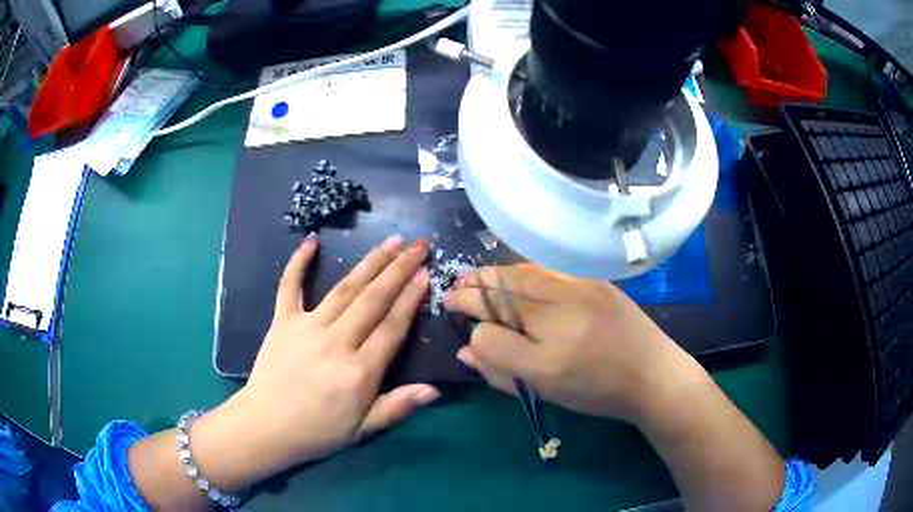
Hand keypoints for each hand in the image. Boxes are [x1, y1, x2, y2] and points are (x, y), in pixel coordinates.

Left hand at [193, 234, 438, 486]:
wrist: (265, 427)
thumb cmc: (317, 432)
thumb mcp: (362, 430)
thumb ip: (396, 407)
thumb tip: (434, 390)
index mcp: (358, 372)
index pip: (391, 327)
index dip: (410, 299)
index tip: (425, 273)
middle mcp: (335, 343)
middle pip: (372, 300)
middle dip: (398, 270)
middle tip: (418, 245)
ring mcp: (306, 328)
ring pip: (343, 289)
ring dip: (369, 263)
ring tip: (391, 242)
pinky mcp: (282, 322)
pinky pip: (289, 287)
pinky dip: (298, 264)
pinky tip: (311, 242)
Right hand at [444, 264, 706, 423]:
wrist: (653, 374)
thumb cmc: (597, 392)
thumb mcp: (545, 392)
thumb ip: (501, 371)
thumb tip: (466, 348)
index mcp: (545, 355)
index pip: (488, 331)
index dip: (469, 321)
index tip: (455, 314)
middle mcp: (559, 315)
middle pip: (501, 292)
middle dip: (472, 288)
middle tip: (454, 288)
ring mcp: (579, 290)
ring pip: (522, 274)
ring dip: (493, 274)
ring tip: (475, 277)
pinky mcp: (594, 280)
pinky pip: (547, 270)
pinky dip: (522, 271)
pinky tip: (514, 276)